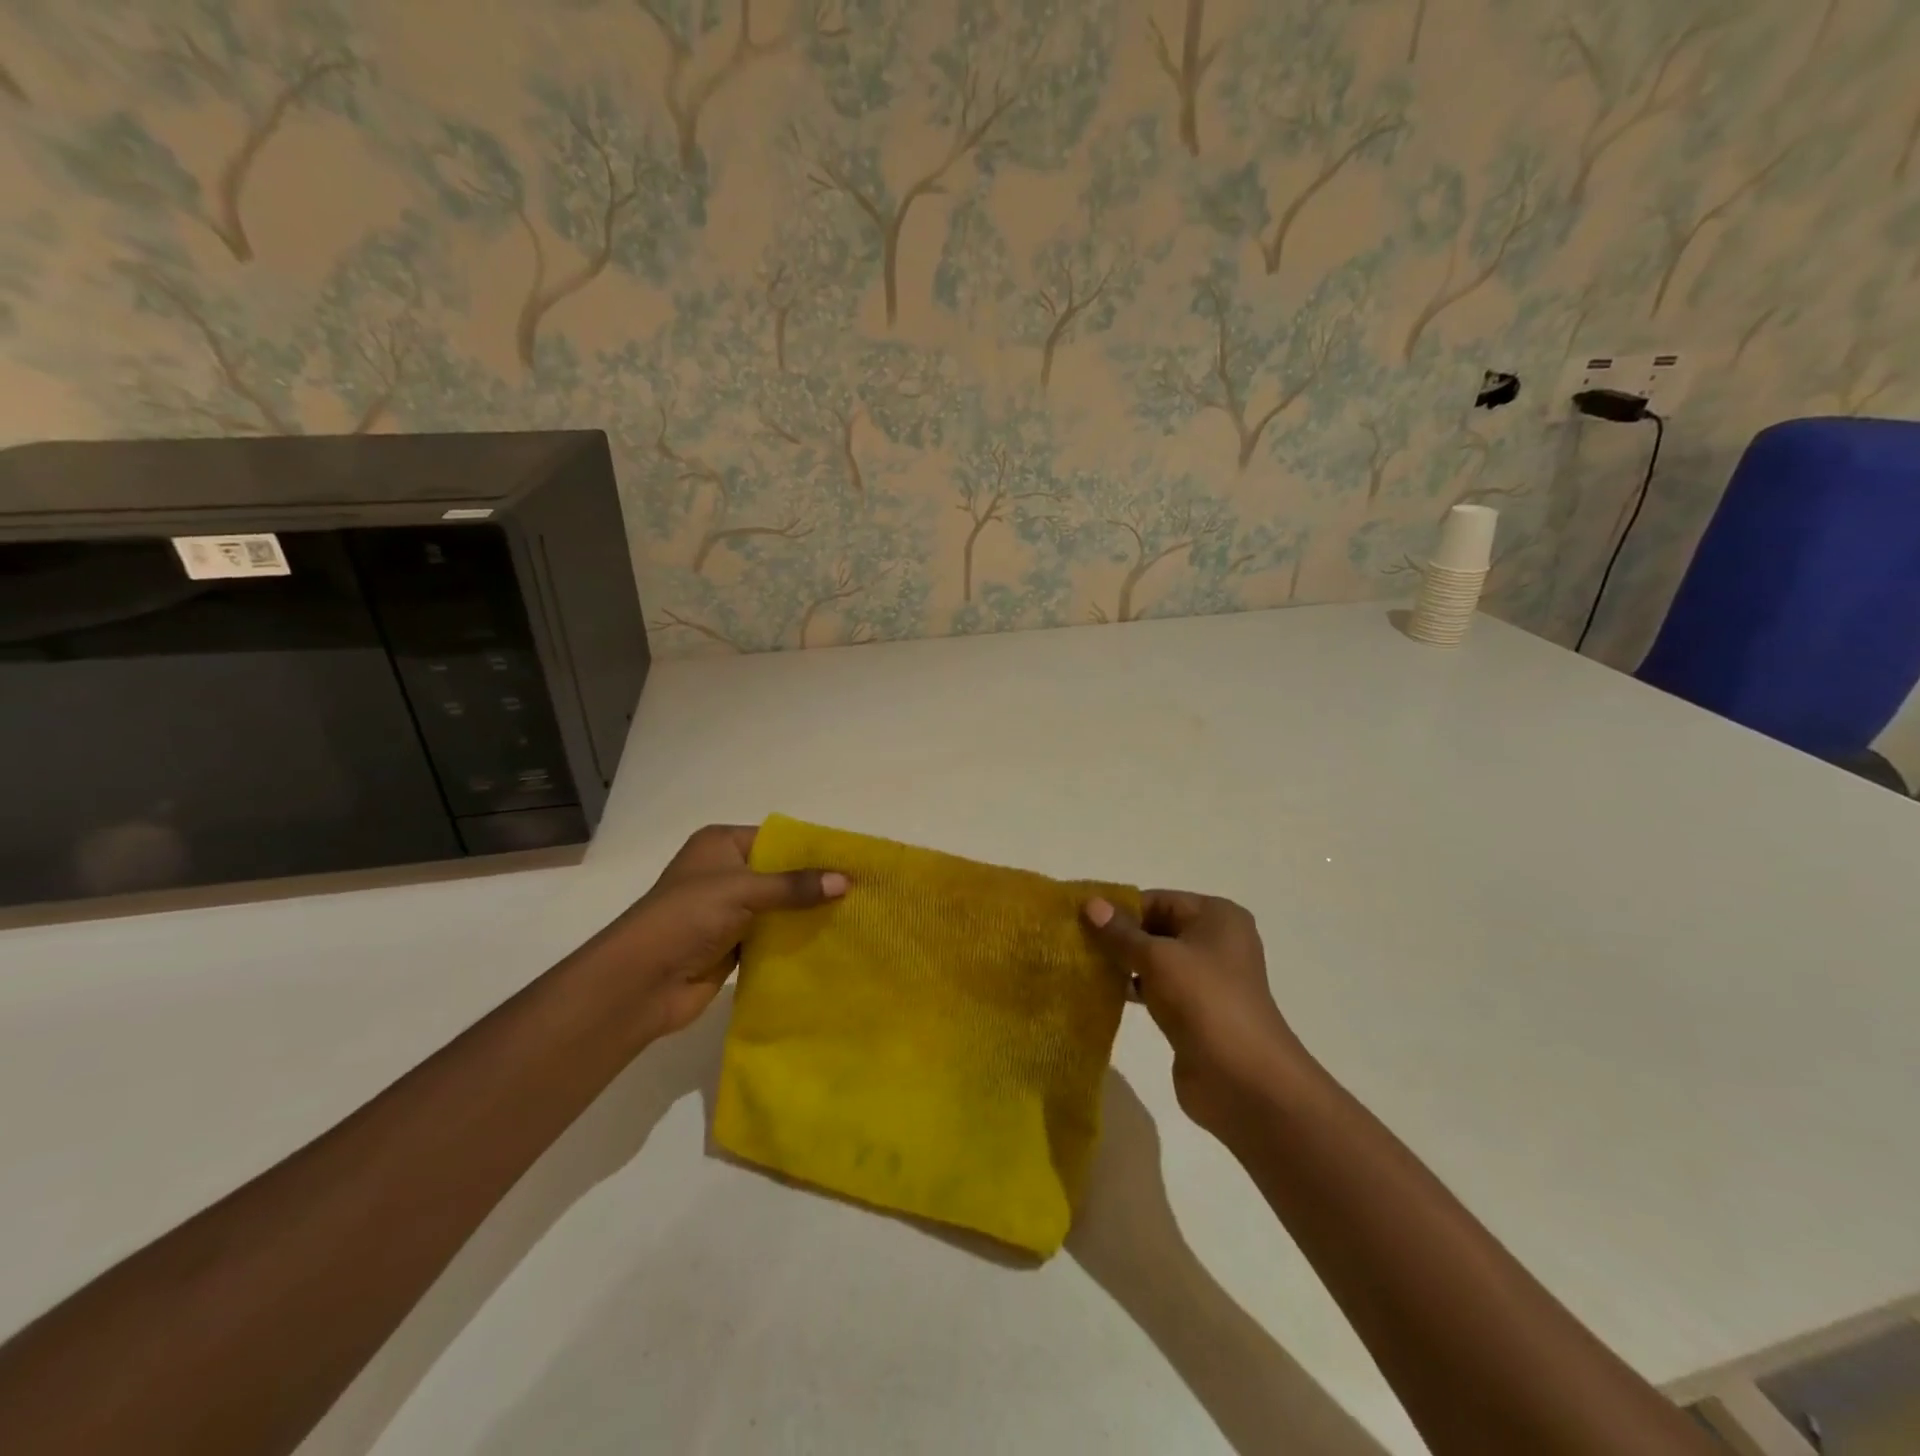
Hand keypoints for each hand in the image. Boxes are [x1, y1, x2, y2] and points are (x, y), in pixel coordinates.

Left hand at [595, 825, 846, 1044]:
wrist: (641, 981)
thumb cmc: (687, 917)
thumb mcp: (744, 890)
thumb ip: (795, 887)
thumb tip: (846, 881)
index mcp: (720, 844)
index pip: (776, 839)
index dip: (811, 850)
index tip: (851, 861)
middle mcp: (724, 872)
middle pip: (779, 873)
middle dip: (813, 884)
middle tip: (859, 891)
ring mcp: (727, 910)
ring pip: (777, 907)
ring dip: (805, 914)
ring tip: (853, 916)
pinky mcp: (730, 944)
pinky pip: (771, 936)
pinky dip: (793, 939)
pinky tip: (828, 942)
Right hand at [1083, 892, 1306, 1135]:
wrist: (1244, 1081)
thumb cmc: (1204, 1002)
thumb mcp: (1157, 959)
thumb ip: (1121, 933)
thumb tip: (1089, 903)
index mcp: (1216, 916)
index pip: (1157, 900)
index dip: (1118, 909)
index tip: (1078, 919)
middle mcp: (1215, 941)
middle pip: (1156, 927)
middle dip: (1117, 936)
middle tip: (1074, 943)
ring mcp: (1207, 979)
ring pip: (1155, 960)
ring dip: (1122, 964)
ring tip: (1082, 966)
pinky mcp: (1196, 1011)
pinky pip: (1158, 989)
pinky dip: (1133, 988)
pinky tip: (1102, 992)